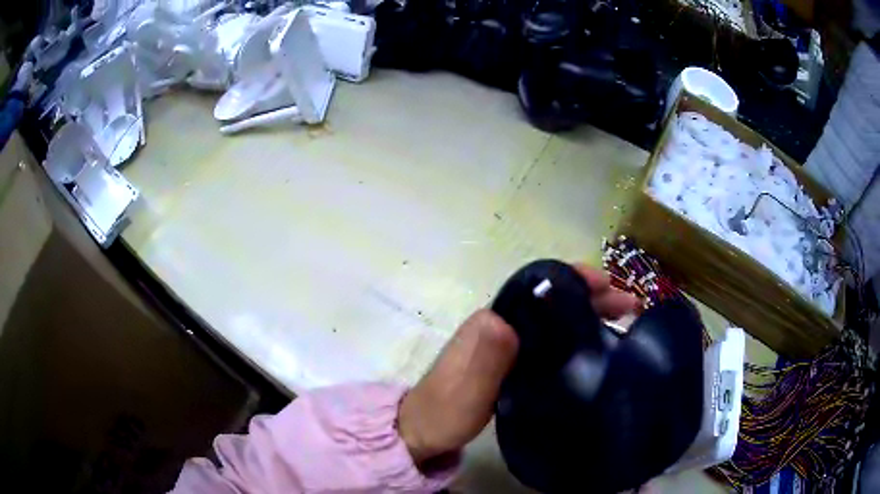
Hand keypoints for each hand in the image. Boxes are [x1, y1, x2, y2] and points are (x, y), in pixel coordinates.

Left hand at [397, 264, 638, 466]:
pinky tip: (595, 351)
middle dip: (590, 298)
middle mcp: (500, 326)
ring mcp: (506, 345)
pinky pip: (551, 343)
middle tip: (629, 306)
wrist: (424, 433)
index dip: (573, 281)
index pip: (538, 289)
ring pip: (554, 321)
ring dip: (588, 317)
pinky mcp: (512, 363)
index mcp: (491, 322)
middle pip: (551, 303)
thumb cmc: (444, 412)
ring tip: (623, 323)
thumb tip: (506, 318)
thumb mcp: (465, 390)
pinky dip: (575, 340)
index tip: (607, 284)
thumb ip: (485, 357)